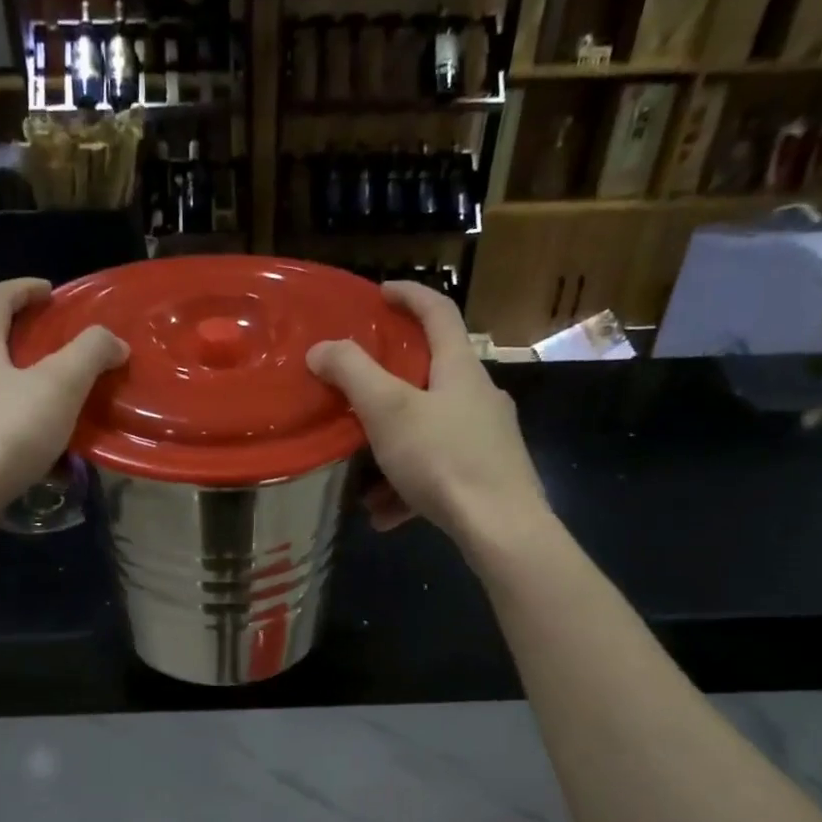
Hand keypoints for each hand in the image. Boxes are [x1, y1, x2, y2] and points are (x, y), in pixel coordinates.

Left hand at [0, 278, 126, 544]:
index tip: (50, 293)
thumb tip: (113, 341)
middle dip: (23, 348)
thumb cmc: (4, 435)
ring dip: (15, 395)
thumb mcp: (59, 387)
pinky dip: (7, 434)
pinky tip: (27, 461)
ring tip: (48, 417)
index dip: (24, 289)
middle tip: (58, 362)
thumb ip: (89, 355)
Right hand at [307, 281, 545, 554]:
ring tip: (360, 482)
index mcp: (461, 368)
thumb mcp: (388, 411)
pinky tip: (385, 515)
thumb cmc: (443, 458)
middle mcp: (479, 396)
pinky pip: (437, 471)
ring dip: (391, 451)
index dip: (409, 295)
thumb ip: (353, 374)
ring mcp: (487, 438)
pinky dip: (408, 487)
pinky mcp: (487, 475)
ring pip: (429, 432)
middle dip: (388, 387)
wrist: (500, 527)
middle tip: (356, 393)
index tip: (379, 293)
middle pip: (431, 376)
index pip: (438, 311)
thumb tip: (321, 348)